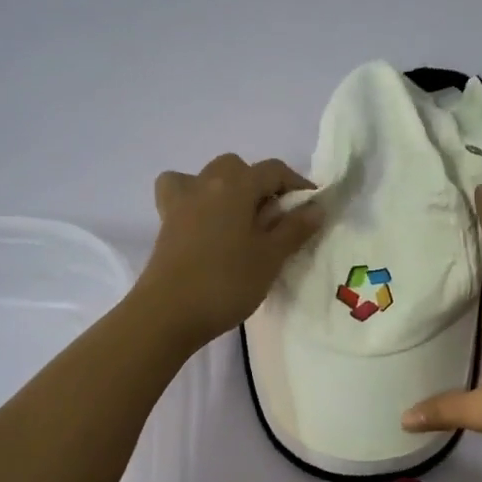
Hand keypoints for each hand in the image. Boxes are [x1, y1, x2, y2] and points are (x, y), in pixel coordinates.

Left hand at [133, 154, 324, 350]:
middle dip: (260, 184)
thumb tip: (316, 207)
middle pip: (238, 168)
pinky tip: (205, 223)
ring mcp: (181, 202)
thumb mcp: (271, 257)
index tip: (311, 207)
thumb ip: (294, 228)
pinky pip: (182, 195)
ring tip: (240, 218)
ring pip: (207, 177)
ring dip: (227, 189)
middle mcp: (206, 183)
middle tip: (275, 217)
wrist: (168, 313)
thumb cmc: (227, 282)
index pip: (273, 170)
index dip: (296, 183)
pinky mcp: (166, 223)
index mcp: (236, 186)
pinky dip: (195, 200)